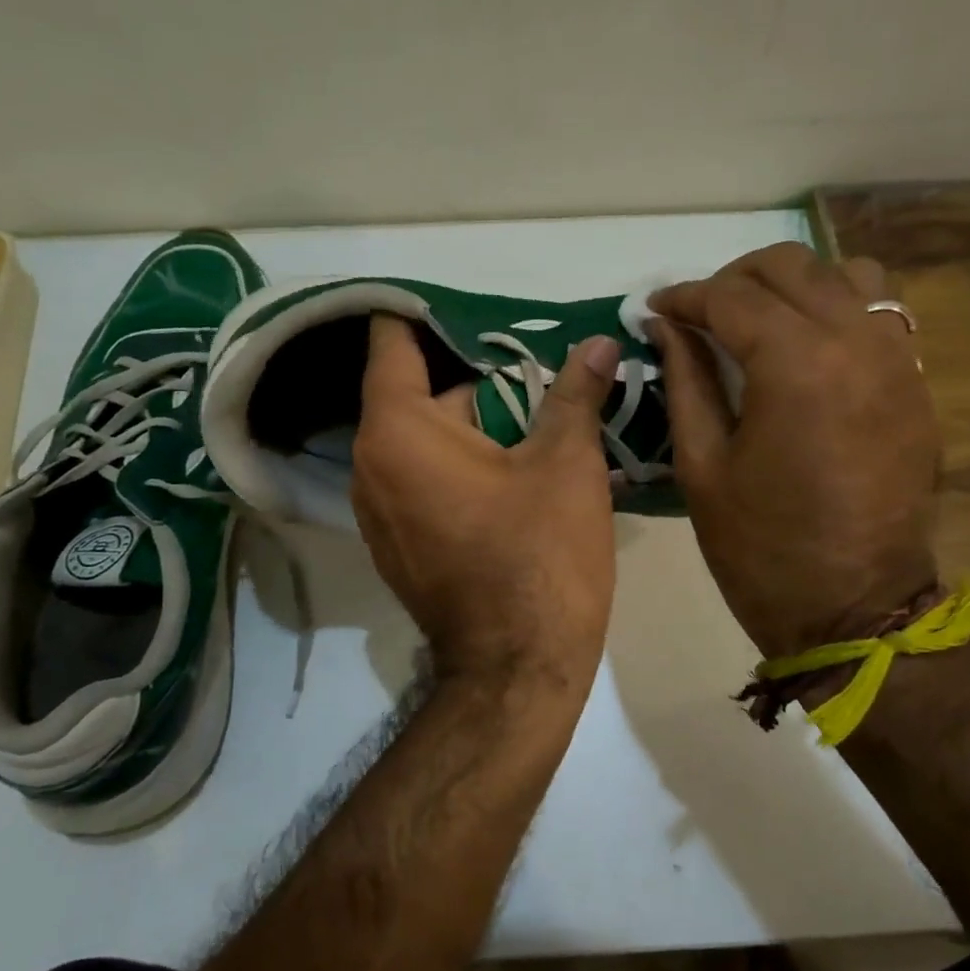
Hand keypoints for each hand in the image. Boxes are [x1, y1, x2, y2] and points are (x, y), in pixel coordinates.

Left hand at [351, 315, 621, 689]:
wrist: (516, 671)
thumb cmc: (539, 558)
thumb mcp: (566, 465)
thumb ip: (576, 394)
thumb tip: (599, 343)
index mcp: (397, 430)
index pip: (392, 340)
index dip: (427, 312)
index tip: (472, 299)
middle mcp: (370, 463)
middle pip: (416, 389)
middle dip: (474, 372)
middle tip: (534, 357)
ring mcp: (378, 507)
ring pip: (423, 435)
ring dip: (472, 418)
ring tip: (535, 403)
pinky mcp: (397, 540)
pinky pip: (422, 475)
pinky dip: (459, 458)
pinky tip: (512, 461)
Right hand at [648, 243, 940, 658]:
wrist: (855, 607)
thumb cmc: (761, 547)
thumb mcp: (702, 465)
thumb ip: (685, 381)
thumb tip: (667, 326)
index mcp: (796, 365)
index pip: (731, 298)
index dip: (686, 297)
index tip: (656, 308)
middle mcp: (856, 342)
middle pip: (791, 268)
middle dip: (734, 279)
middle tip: (699, 312)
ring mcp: (898, 360)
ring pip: (847, 275)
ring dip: (794, 284)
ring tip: (759, 318)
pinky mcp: (916, 383)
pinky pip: (881, 312)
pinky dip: (837, 306)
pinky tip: (806, 344)